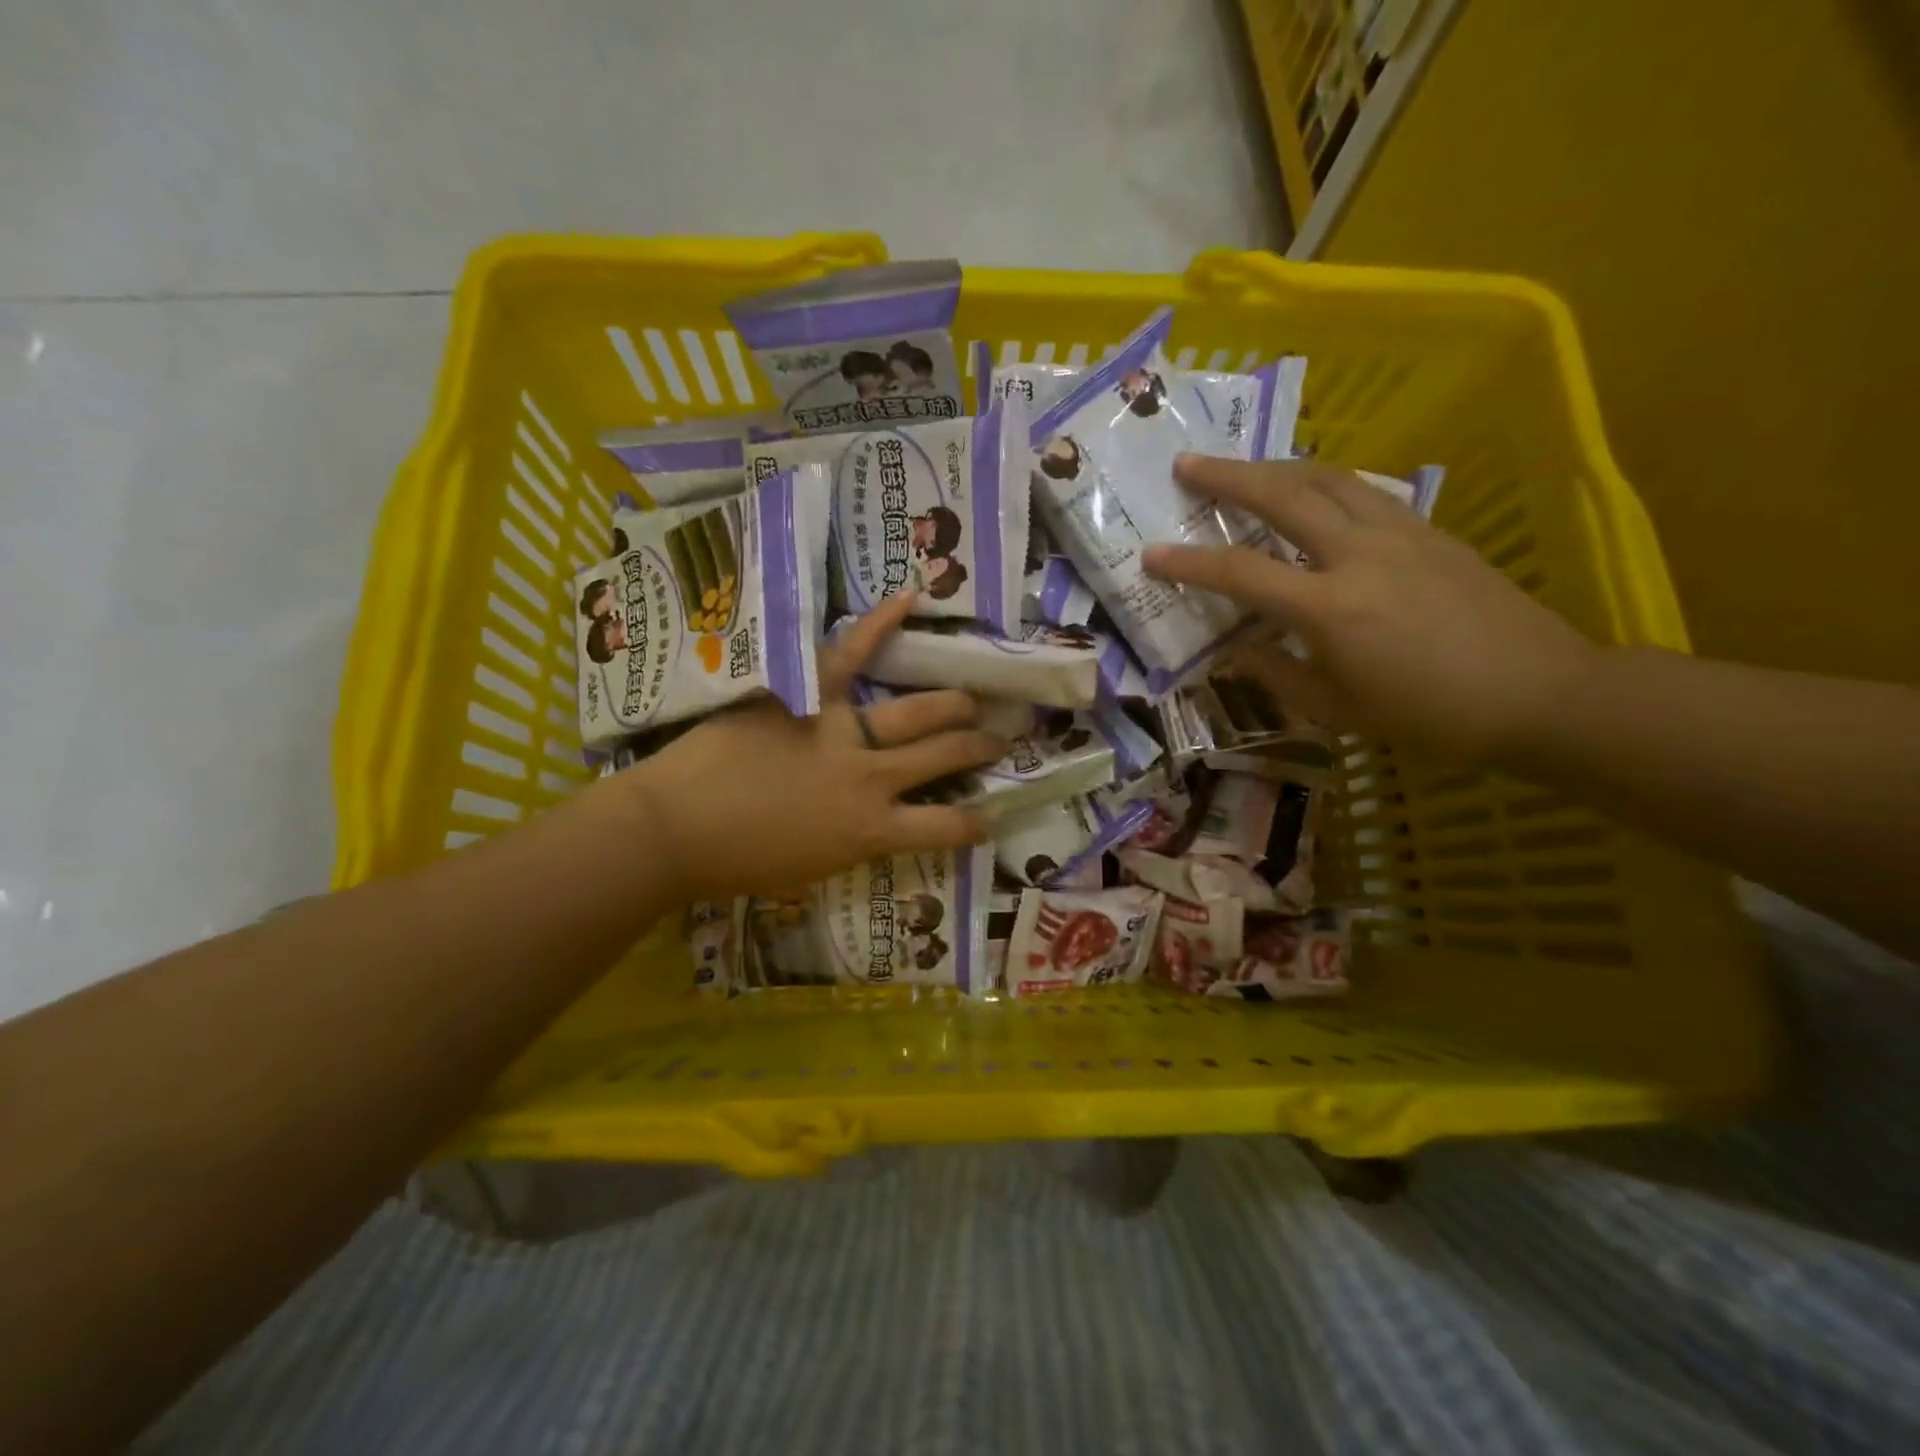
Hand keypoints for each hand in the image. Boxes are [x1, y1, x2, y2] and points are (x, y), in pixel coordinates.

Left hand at [605, 592, 1005, 902]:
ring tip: (974, 701)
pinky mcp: (810, 695)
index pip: (946, 828)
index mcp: (872, 830)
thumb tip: (877, 822)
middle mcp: (873, 778)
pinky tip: (912, 597)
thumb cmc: (738, 863)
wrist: (674, 829)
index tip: (990, 815)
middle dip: (979, 747)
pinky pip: (850, 653)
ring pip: (920, 711)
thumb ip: (856, 842)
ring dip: (957, 705)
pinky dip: (881, 623)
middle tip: (996, 740)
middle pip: (944, 755)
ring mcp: (844, 732)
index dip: (977, 822)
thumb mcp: (813, 869)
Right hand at [1144, 456, 1600, 765]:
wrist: (1542, 693)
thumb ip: (1278, 675)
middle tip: (1186, 464)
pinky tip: (1311, 489)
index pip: (1242, 574)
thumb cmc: (1431, 715)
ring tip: (1242, 468)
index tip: (1151, 553)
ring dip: (1276, 467)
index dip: (1190, 564)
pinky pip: (1364, 490)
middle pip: (1284, 496)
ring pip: (1328, 478)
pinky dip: (1323, 481)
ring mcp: (1401, 534)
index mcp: (1331, 609)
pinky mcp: (1430, 530)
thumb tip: (1236, 651)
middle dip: (1228, 477)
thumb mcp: (1339, 711)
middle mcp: (1360, 555)